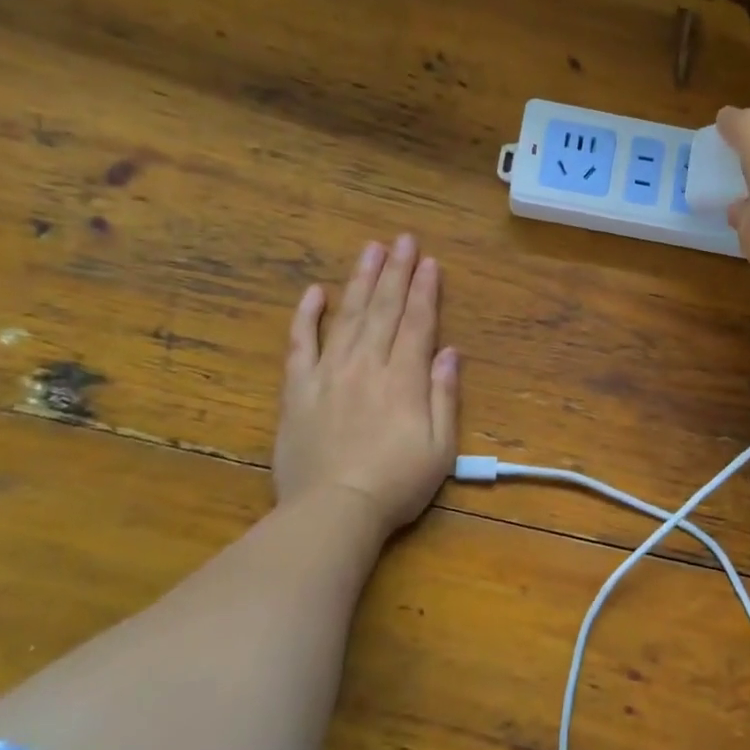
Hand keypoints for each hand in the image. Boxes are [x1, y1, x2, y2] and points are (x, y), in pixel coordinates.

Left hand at [271, 234, 459, 535]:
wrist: (332, 511)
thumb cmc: (396, 484)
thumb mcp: (440, 447)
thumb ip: (444, 395)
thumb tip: (450, 352)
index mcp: (404, 379)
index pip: (418, 323)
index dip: (425, 290)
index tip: (430, 261)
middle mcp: (368, 365)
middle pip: (385, 309)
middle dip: (397, 271)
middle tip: (404, 239)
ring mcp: (329, 373)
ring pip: (348, 316)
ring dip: (361, 280)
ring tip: (371, 249)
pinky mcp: (298, 389)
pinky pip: (301, 344)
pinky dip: (307, 316)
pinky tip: (316, 291)